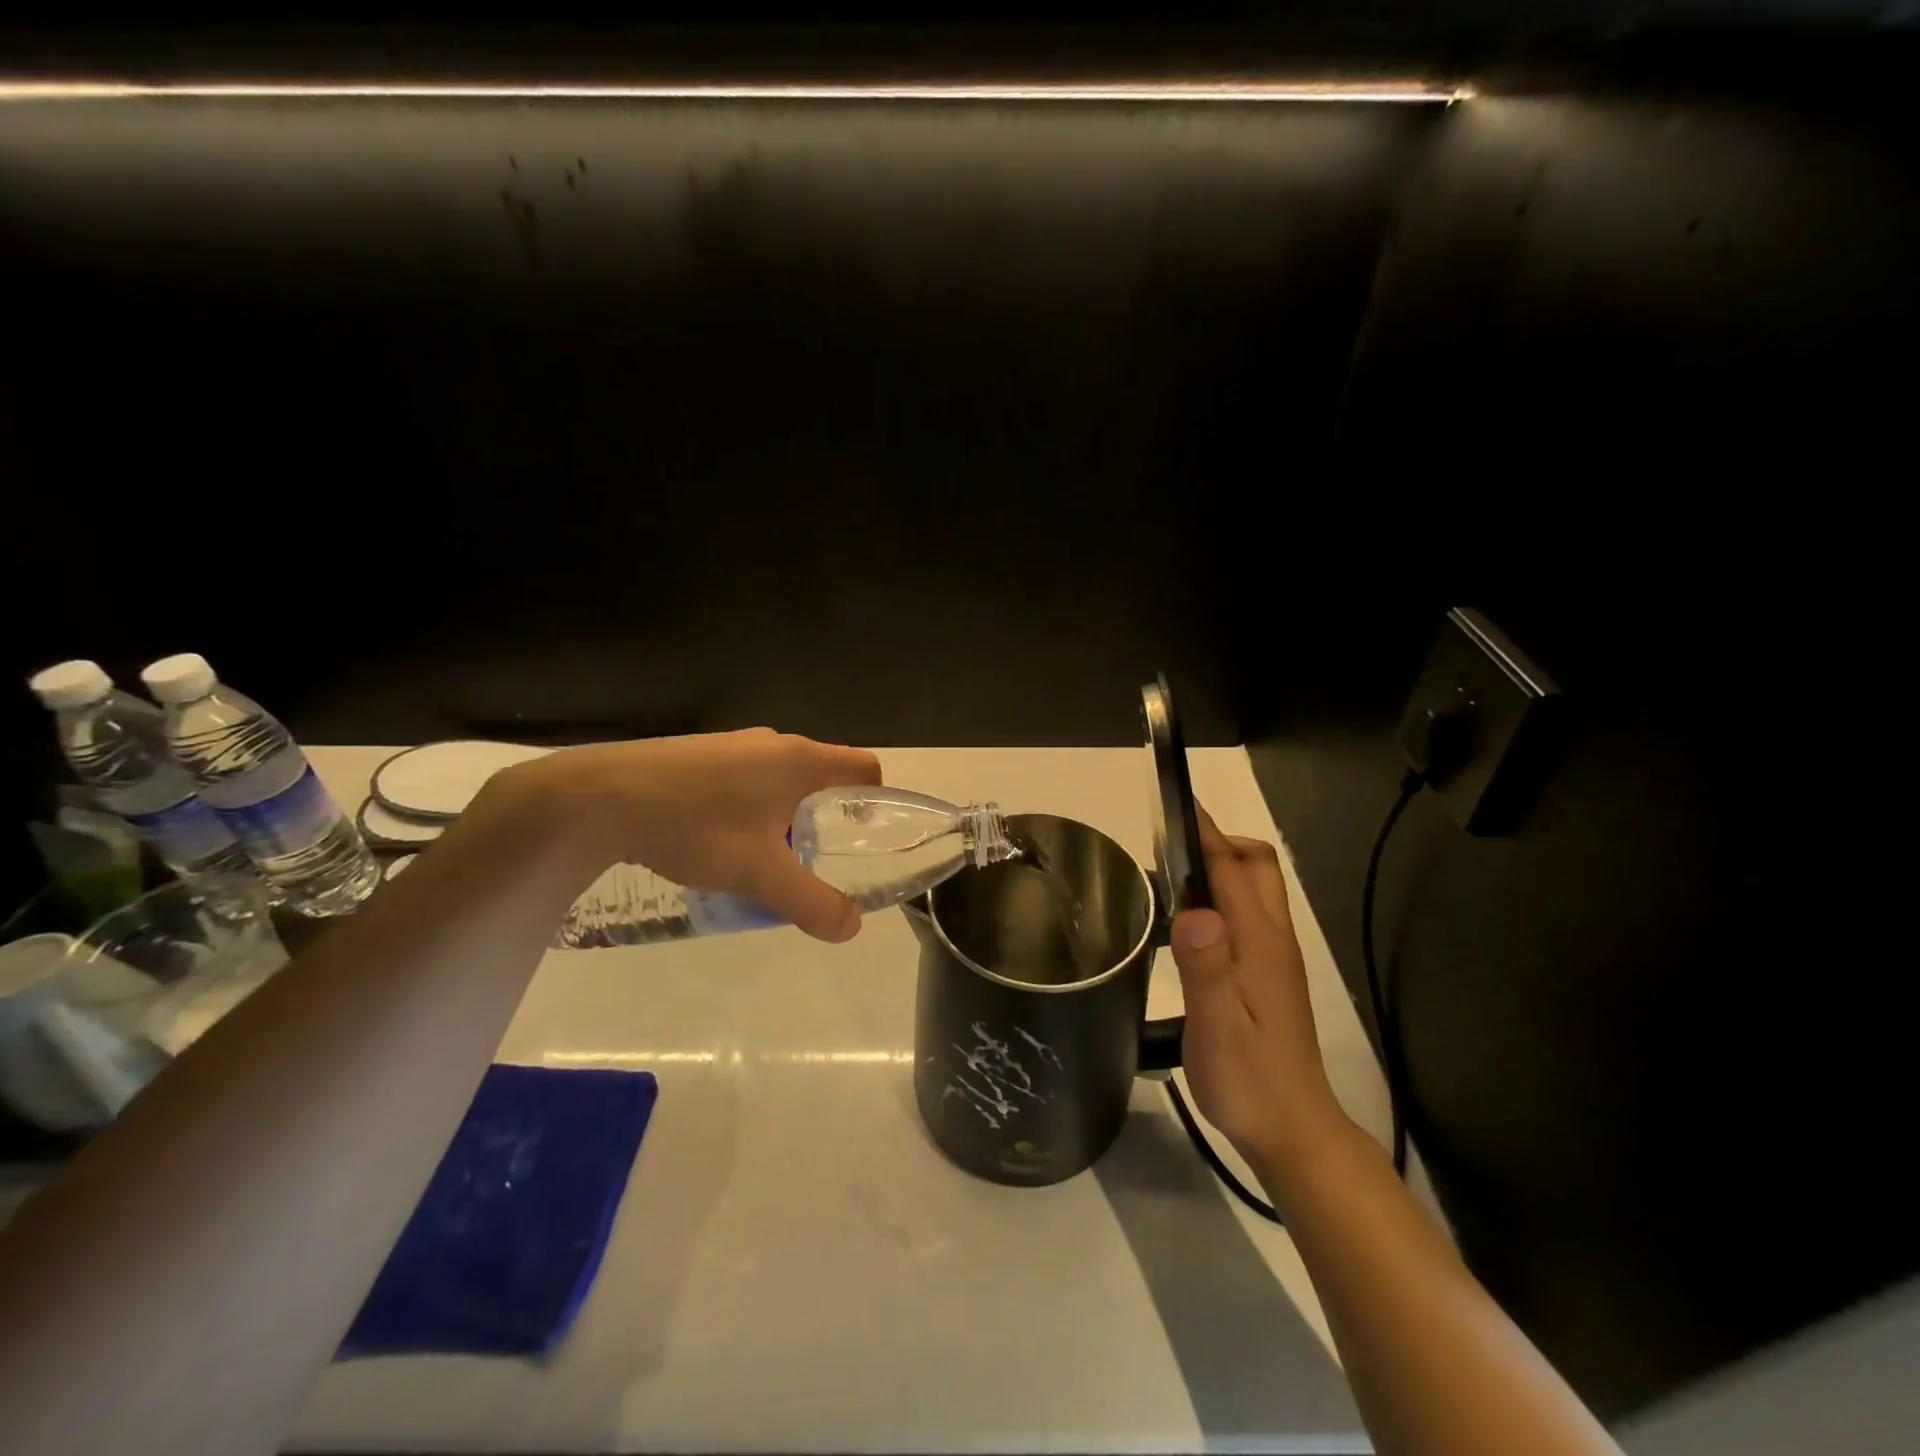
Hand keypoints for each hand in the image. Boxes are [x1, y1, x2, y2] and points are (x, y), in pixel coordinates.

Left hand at [495, 730, 882, 941]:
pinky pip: (747, 780)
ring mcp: (734, 744)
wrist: (599, 798)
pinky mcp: (702, 754)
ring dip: (784, 817)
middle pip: (822, 777)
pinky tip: (717, 841)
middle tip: (807, 862)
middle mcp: (774, 743)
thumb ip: (810, 903)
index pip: (864, 768)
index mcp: (800, 760)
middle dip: (824, 820)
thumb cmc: (694, 826)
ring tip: (760, 859)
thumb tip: (852, 926)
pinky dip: (751, 809)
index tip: (862, 839)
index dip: (876, 802)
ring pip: (781, 781)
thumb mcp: (758, 874)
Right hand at [1169, 807, 1355, 1173]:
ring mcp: (1275, 955)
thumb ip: (1206, 970)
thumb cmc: (1248, 1082)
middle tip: (1169, 846)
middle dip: (1219, 841)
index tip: (1175, 804)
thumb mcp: (1217, 1030)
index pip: (1231, 869)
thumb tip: (1194, 912)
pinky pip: (1248, 912)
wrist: (1293, 1131)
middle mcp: (1273, 939)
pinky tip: (1190, 919)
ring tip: (1171, 873)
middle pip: (1256, 865)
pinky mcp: (1270, 972)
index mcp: (1260, 944)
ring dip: (1221, 865)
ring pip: (1255, 887)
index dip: (1205, 833)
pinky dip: (1221, 894)